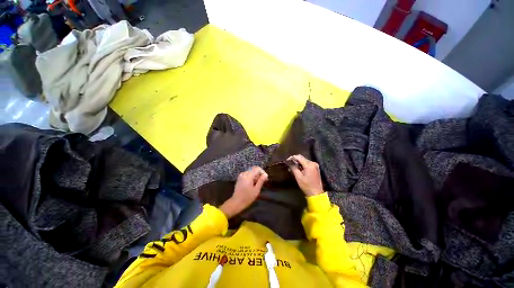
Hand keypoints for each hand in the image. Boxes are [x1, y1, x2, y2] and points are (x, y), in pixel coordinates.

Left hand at [220, 167, 267, 218]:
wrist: (236, 202)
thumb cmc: (247, 197)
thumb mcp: (256, 190)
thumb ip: (261, 181)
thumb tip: (265, 174)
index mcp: (248, 175)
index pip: (257, 169)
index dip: (263, 172)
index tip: (266, 178)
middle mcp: (244, 173)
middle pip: (254, 170)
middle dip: (259, 174)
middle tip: (263, 182)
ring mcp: (241, 175)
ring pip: (251, 172)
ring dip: (255, 176)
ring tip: (258, 184)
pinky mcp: (239, 178)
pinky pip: (247, 174)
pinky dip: (251, 177)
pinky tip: (253, 184)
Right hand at [288, 155, 323, 196]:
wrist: (316, 193)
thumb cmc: (307, 186)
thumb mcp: (298, 177)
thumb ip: (294, 168)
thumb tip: (289, 162)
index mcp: (309, 164)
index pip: (299, 157)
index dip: (292, 157)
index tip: (287, 161)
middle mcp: (313, 163)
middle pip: (302, 158)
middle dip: (295, 161)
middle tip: (289, 165)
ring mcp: (315, 165)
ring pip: (304, 161)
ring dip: (299, 163)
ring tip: (293, 168)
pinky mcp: (316, 168)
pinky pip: (307, 164)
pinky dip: (302, 165)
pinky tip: (299, 169)